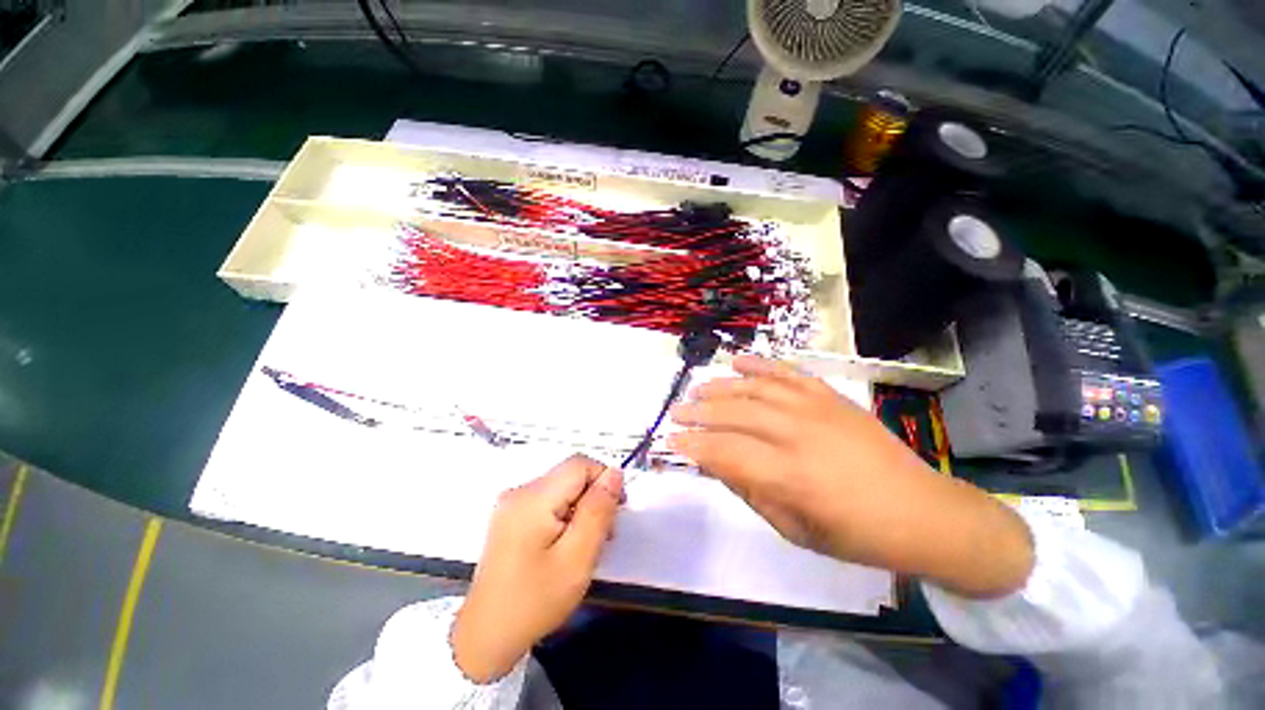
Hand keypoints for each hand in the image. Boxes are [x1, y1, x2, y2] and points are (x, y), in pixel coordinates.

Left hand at [452, 454, 622, 682]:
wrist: (486, 637)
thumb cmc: (535, 601)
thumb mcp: (577, 558)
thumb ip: (598, 510)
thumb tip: (615, 473)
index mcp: (533, 498)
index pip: (580, 464)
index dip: (603, 480)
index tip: (615, 513)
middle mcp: (520, 491)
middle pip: (570, 475)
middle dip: (593, 497)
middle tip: (602, 536)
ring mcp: (512, 502)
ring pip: (562, 488)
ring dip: (581, 508)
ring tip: (584, 545)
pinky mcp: (511, 515)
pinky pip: (549, 500)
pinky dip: (565, 515)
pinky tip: (565, 544)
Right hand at [668, 355, 1032, 598]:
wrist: (922, 511)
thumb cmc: (855, 534)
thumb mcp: (795, 530)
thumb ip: (750, 492)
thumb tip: (716, 463)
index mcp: (790, 476)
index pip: (724, 451)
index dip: (693, 444)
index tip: (672, 441)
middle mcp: (797, 434)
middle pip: (734, 414)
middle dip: (698, 412)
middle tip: (675, 411)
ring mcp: (815, 408)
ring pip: (755, 388)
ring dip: (721, 387)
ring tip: (698, 389)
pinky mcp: (830, 396)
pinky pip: (787, 372)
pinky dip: (760, 364)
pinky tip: (738, 361)